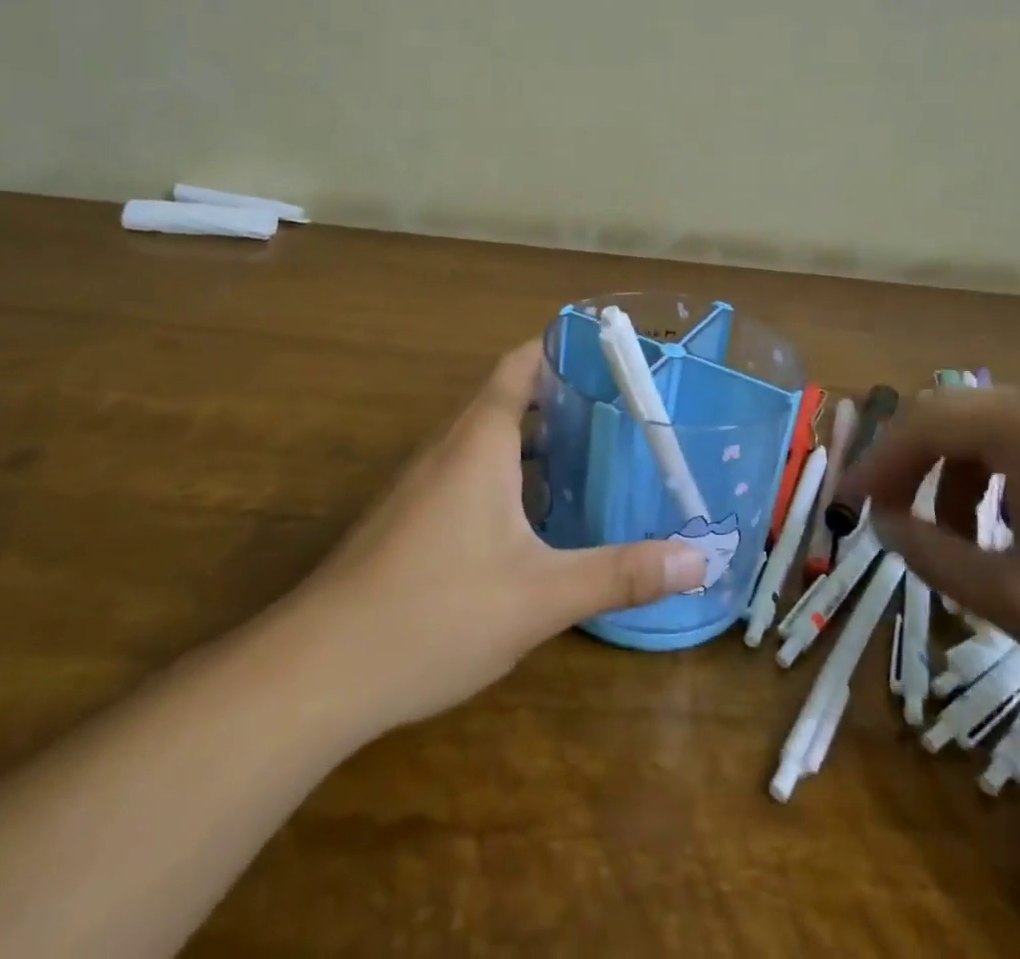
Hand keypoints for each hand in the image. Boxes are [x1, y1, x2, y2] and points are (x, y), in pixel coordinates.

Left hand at [298, 341, 706, 733]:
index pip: (521, 363)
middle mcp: (448, 447)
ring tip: (592, 456)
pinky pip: (468, 471)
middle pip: (507, 396)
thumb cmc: (436, 613)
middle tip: (623, 411)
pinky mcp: (409, 516)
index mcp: (479, 440)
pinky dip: (508, 474)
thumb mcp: (541, 596)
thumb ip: (621, 574)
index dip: (562, 348)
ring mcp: (422, 482)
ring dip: (535, 439)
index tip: (613, 355)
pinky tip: (537, 518)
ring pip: (487, 438)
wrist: (318, 670)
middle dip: (562, 397)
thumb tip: (700, 561)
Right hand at [841, 385, 1019, 734]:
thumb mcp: (1016, 599)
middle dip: (909, 466)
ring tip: (956, 545)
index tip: (843, 507)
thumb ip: (931, 553)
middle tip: (885, 518)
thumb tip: (881, 523)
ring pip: (990, 435)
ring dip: (954, 481)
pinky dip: (998, 485)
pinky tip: (1014, 539)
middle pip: (951, 417)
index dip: (873, 464)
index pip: (920, 422)